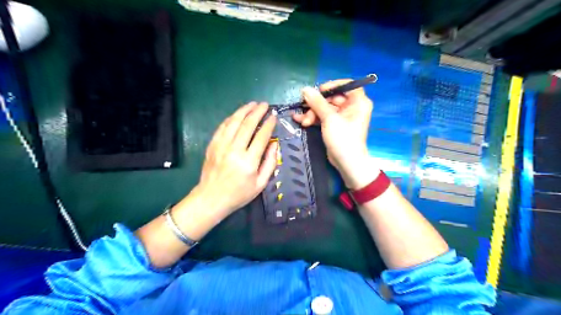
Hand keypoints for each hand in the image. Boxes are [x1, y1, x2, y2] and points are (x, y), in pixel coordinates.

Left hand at [191, 101, 276, 218]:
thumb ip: (270, 163)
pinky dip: (231, 118)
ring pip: (234, 122)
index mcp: (248, 162)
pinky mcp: (212, 145)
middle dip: (258, 112)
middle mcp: (234, 150)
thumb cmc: (239, 194)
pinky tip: (237, 114)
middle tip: (265, 105)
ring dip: (244, 110)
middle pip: (247, 125)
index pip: (261, 137)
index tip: (274, 116)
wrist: (211, 198)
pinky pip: (222, 127)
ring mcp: (221, 146)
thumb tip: (275, 144)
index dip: (269, 124)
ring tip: (253, 104)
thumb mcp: (261, 184)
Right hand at [292, 80, 378, 188]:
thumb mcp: (329, 119)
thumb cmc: (343, 138)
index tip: (319, 90)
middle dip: (316, 104)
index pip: (347, 85)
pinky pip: (323, 117)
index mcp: (358, 102)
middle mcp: (352, 107)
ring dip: (312, 113)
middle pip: (332, 97)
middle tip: (304, 108)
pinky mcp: (334, 125)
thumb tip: (305, 89)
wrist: (346, 163)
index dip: (333, 85)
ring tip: (302, 121)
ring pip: (325, 108)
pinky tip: (300, 120)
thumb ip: (317, 103)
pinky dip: (313, 118)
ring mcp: (342, 117)